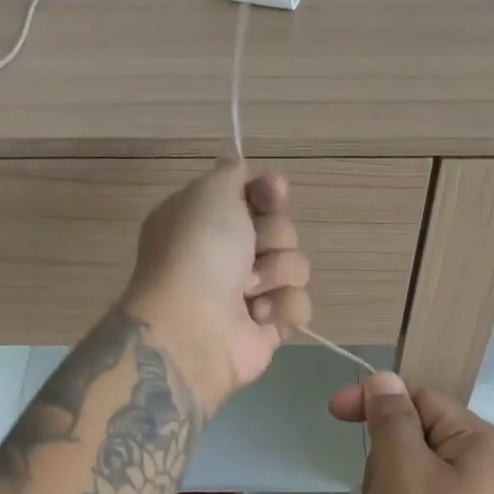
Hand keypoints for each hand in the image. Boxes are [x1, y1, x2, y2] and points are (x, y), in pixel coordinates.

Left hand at [121, 163, 312, 412]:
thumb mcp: (209, 193)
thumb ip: (230, 174)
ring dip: (278, 273)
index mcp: (206, 222)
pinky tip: (258, 316)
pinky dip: (283, 308)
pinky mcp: (268, 327)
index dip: (269, 193)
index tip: (275, 192)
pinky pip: (299, 305)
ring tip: (250, 291)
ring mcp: (248, 294)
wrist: (193, 328)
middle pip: (281, 230)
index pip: (254, 197)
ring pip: (295, 266)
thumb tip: (238, 166)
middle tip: (250, 251)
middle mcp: (225, 256)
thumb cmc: (198, 252)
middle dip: (274, 237)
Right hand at [330, 374, 493, 493]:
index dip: (376, 401)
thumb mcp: (402, 471)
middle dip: (382, 468)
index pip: (421, 398)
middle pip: (411, 441)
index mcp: (482, 444)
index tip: (333, 412)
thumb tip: (385, 379)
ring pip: (404, 481)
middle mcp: (484, 471)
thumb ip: (391, 418)